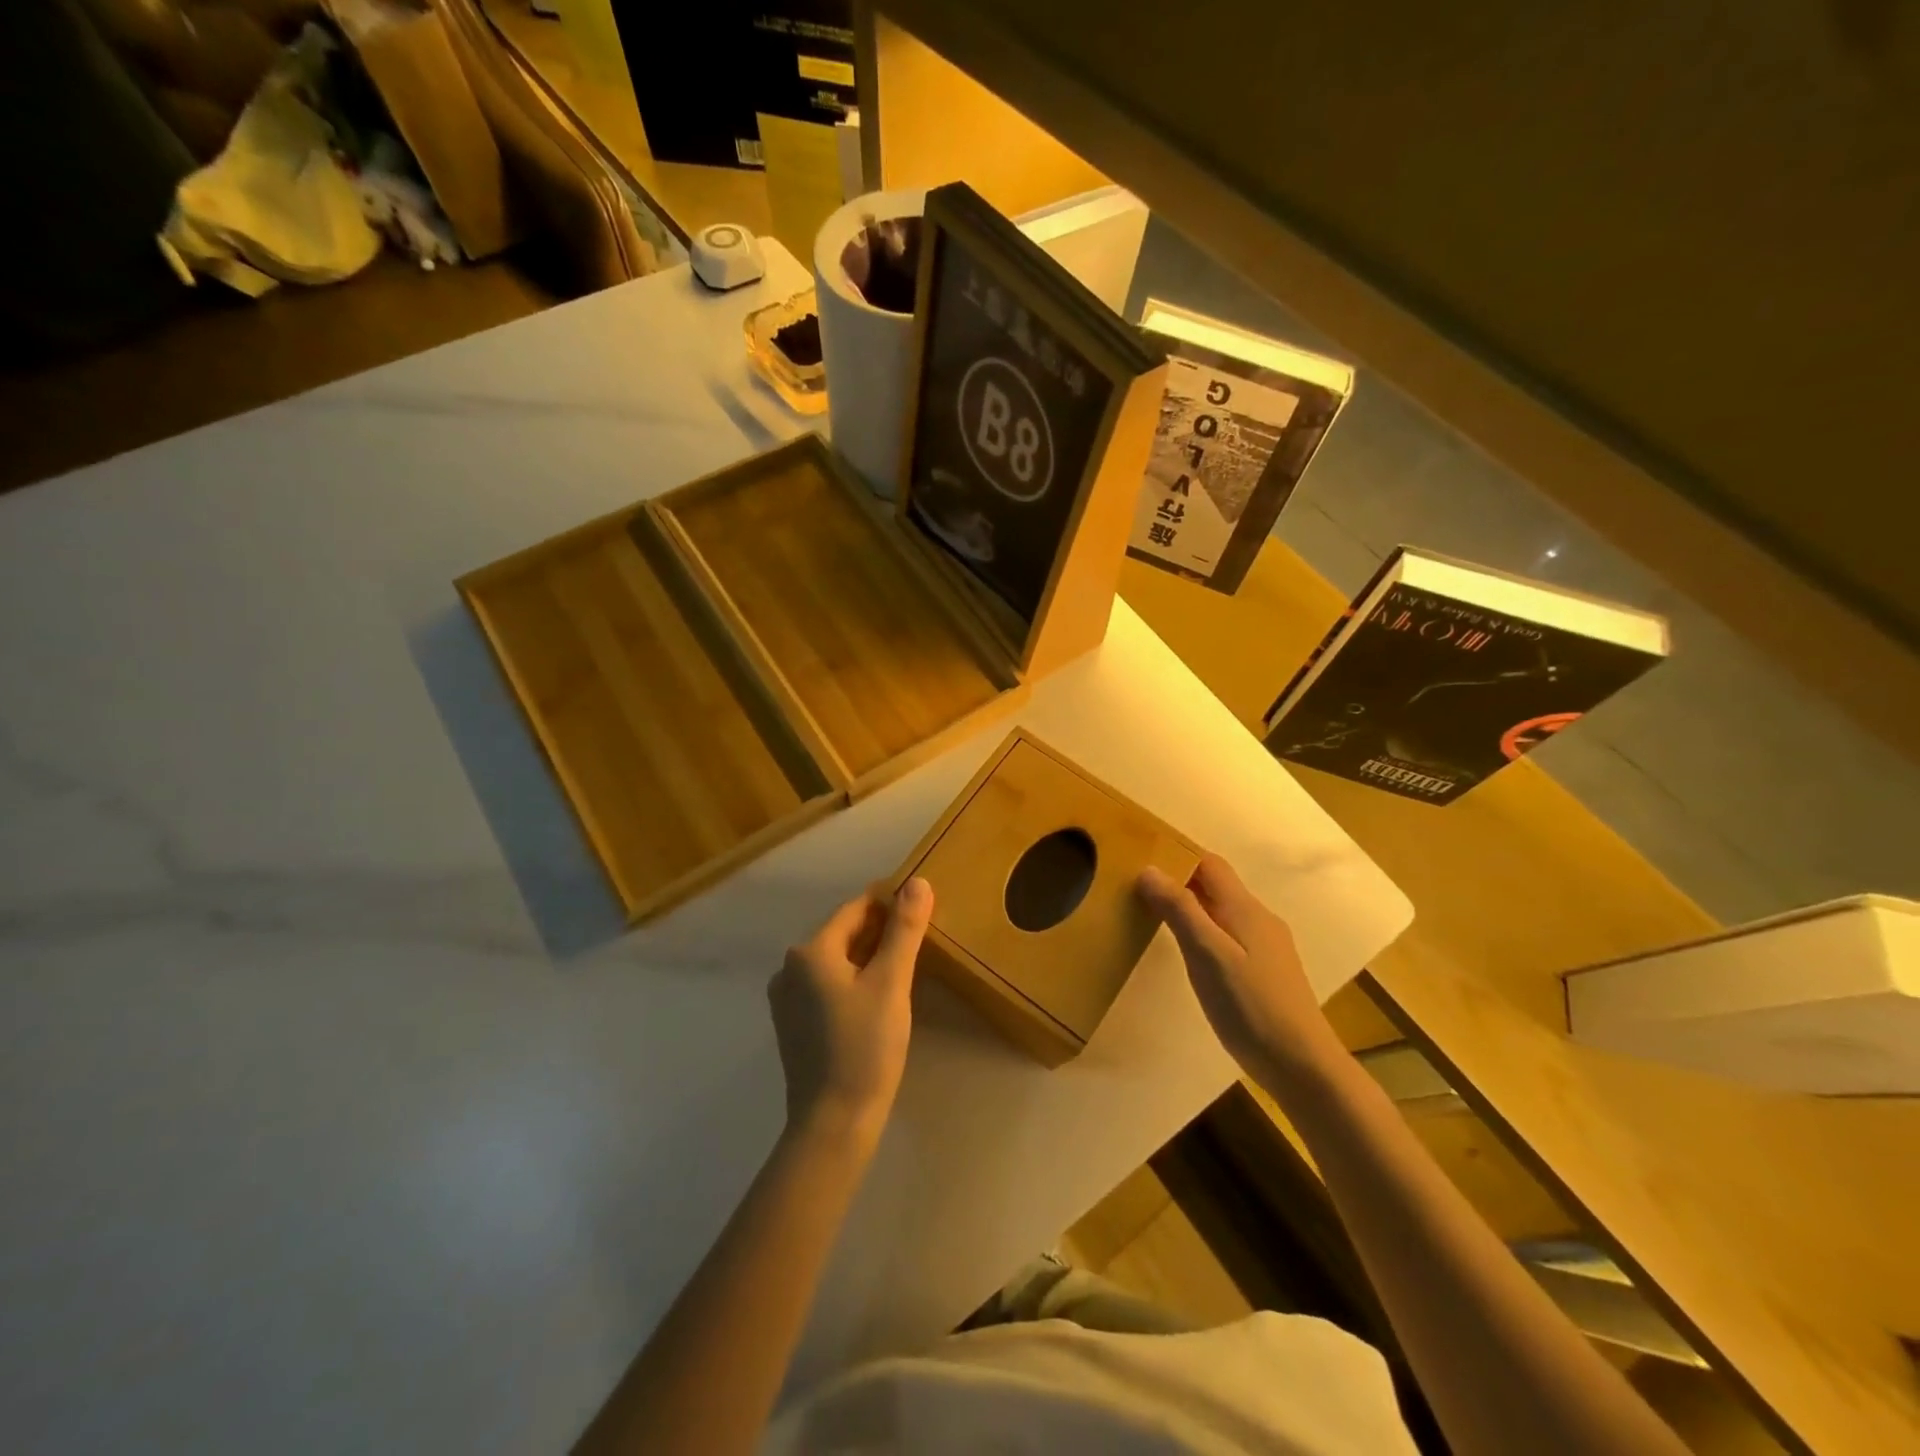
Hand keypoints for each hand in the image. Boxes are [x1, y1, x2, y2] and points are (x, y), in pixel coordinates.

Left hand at [769, 878, 932, 1147]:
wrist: (833, 1124)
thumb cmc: (865, 1047)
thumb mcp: (891, 983)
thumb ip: (904, 929)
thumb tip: (918, 882)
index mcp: (810, 951)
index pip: (855, 910)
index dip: (889, 904)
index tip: (920, 908)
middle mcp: (789, 968)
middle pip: (843, 935)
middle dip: (880, 933)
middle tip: (919, 940)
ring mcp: (787, 999)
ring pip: (836, 963)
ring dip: (867, 958)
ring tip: (904, 967)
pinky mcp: (792, 1025)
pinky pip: (827, 987)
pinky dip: (852, 983)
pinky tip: (877, 999)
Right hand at [1138, 854, 1343, 1090]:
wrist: (1301, 1064)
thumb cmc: (1250, 1006)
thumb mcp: (1207, 955)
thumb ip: (1179, 910)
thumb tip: (1148, 869)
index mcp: (1245, 909)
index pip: (1209, 863)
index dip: (1177, 854)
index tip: (1142, 857)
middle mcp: (1258, 919)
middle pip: (1216, 885)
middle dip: (1180, 879)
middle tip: (1138, 887)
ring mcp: (1266, 946)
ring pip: (1222, 910)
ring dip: (1190, 905)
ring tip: (1154, 915)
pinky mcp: (1265, 971)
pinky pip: (1228, 933)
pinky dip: (1203, 929)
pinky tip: (1189, 952)